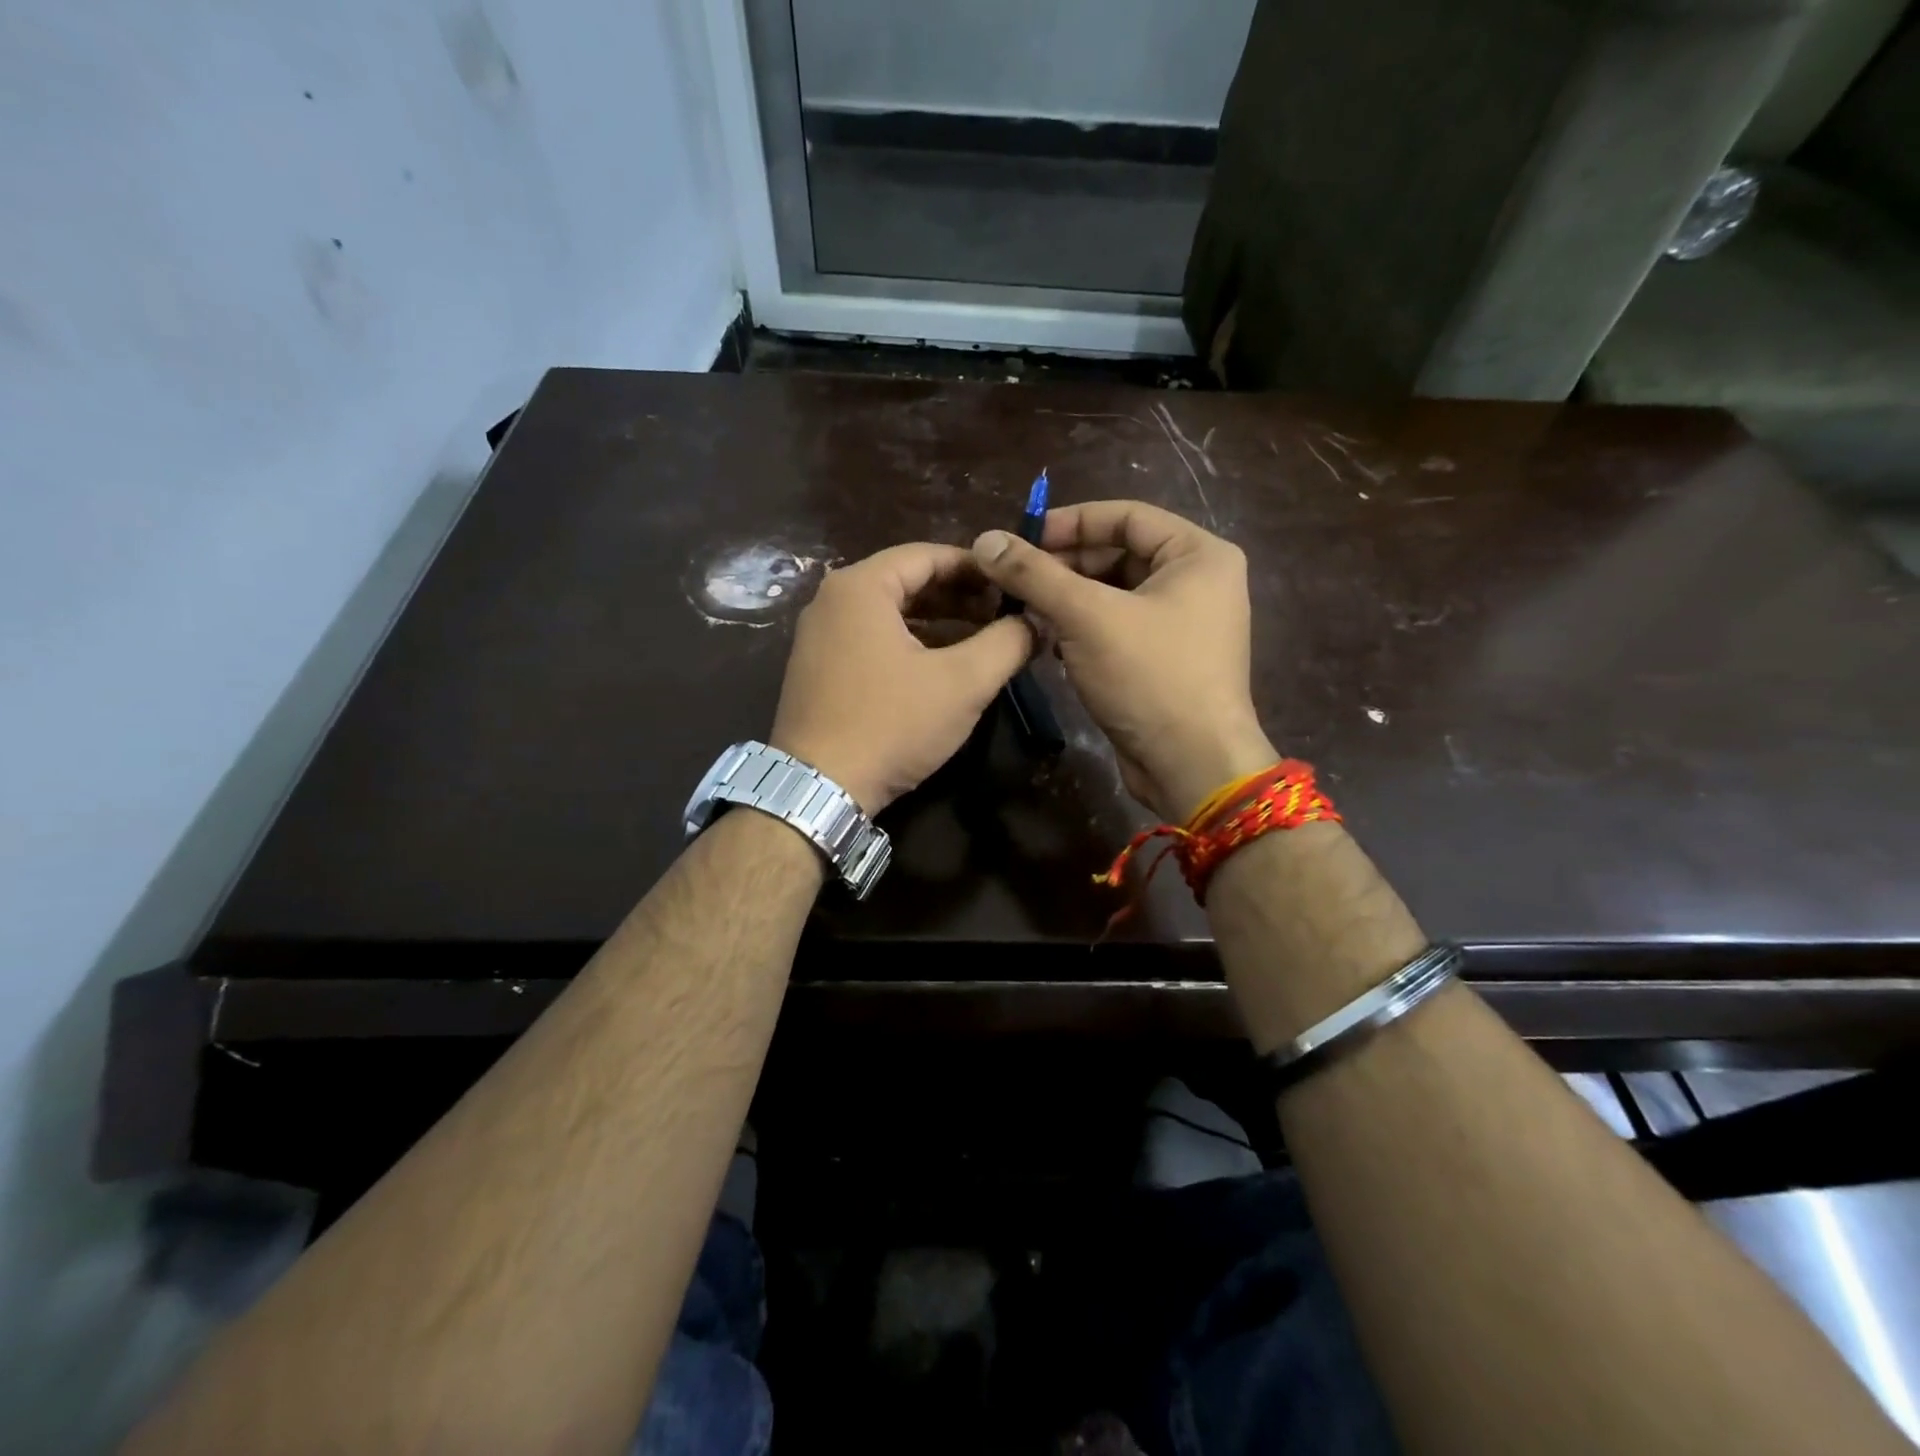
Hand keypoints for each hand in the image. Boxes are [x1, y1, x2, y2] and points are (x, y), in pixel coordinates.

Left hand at [770, 543, 1033, 814]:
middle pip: (907, 582)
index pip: (928, 555)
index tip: (1013, 584)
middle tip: (1002, 613)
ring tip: (981, 639)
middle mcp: (831, 600)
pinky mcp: (818, 670)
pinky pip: (871, 640)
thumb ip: (1007, 643)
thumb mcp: (963, 682)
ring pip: (890, 614)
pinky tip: (941, 666)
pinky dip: (909, 644)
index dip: (977, 567)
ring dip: (938, 622)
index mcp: (861, 586)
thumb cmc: (891, 724)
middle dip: (959, 596)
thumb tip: (1036, 620)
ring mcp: (819, 636)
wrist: (819, 789)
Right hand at [972, 500, 1275, 820]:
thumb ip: (1034, 574)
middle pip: (1118, 555)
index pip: (1127, 515)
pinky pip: (1116, 628)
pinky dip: (1081, 630)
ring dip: (1067, 600)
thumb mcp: (1087, 616)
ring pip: (1113, 595)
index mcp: (1198, 555)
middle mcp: (1197, 582)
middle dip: (1063, 566)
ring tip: (1021, 610)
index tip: (1021, 537)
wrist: (1191, 766)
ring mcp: (1182, 624)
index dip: (1070, 521)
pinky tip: (1047, 642)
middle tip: (1013, 579)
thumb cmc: (1150, 677)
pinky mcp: (1164, 660)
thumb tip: (985, 539)